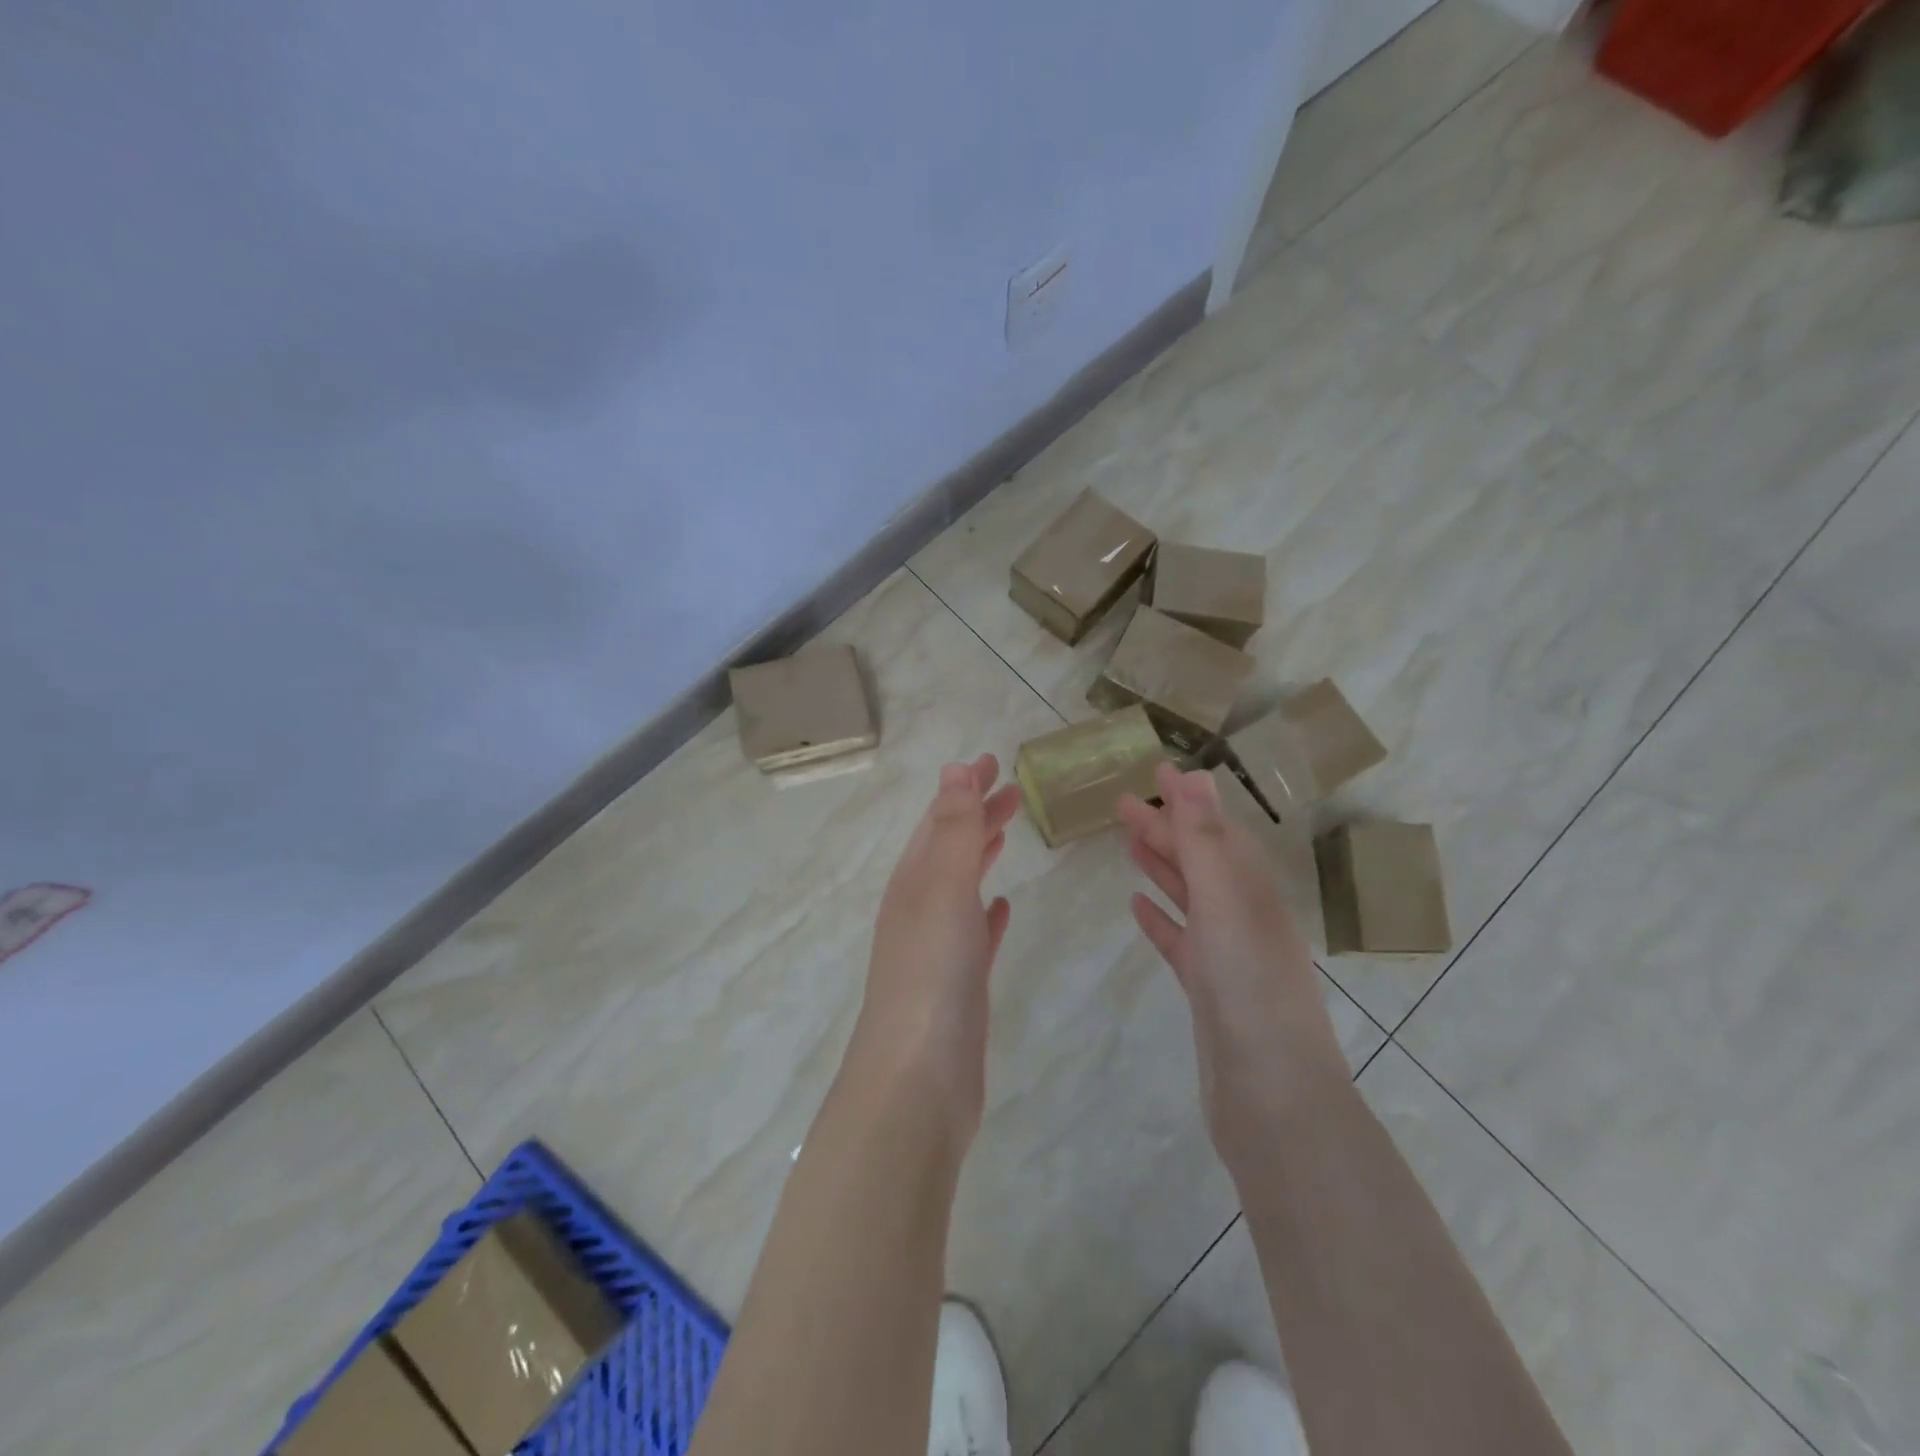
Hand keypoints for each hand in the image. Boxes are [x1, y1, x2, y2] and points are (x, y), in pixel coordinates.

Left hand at [847, 754, 1021, 1140]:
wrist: (917, 1080)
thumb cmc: (932, 974)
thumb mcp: (942, 889)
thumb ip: (952, 830)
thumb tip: (953, 769)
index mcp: (913, 881)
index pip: (939, 819)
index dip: (965, 788)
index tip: (993, 761)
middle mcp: (919, 908)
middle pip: (950, 847)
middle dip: (977, 814)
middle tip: (1013, 790)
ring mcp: (937, 948)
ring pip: (961, 886)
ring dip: (982, 854)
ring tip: (1008, 831)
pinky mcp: (958, 985)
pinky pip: (973, 933)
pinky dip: (986, 911)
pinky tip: (1001, 907)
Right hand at [1120, 763, 1347, 1158]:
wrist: (1271, 1092)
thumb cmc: (1249, 985)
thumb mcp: (1225, 900)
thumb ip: (1204, 839)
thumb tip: (1195, 774)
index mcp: (1252, 889)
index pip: (1216, 830)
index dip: (1188, 801)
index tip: (1156, 772)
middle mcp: (1242, 915)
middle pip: (1199, 859)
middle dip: (1165, 829)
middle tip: (1122, 805)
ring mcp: (1225, 953)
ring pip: (1188, 897)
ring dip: (1162, 867)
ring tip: (1129, 844)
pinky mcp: (1207, 988)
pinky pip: (1179, 940)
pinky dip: (1159, 918)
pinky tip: (1137, 907)